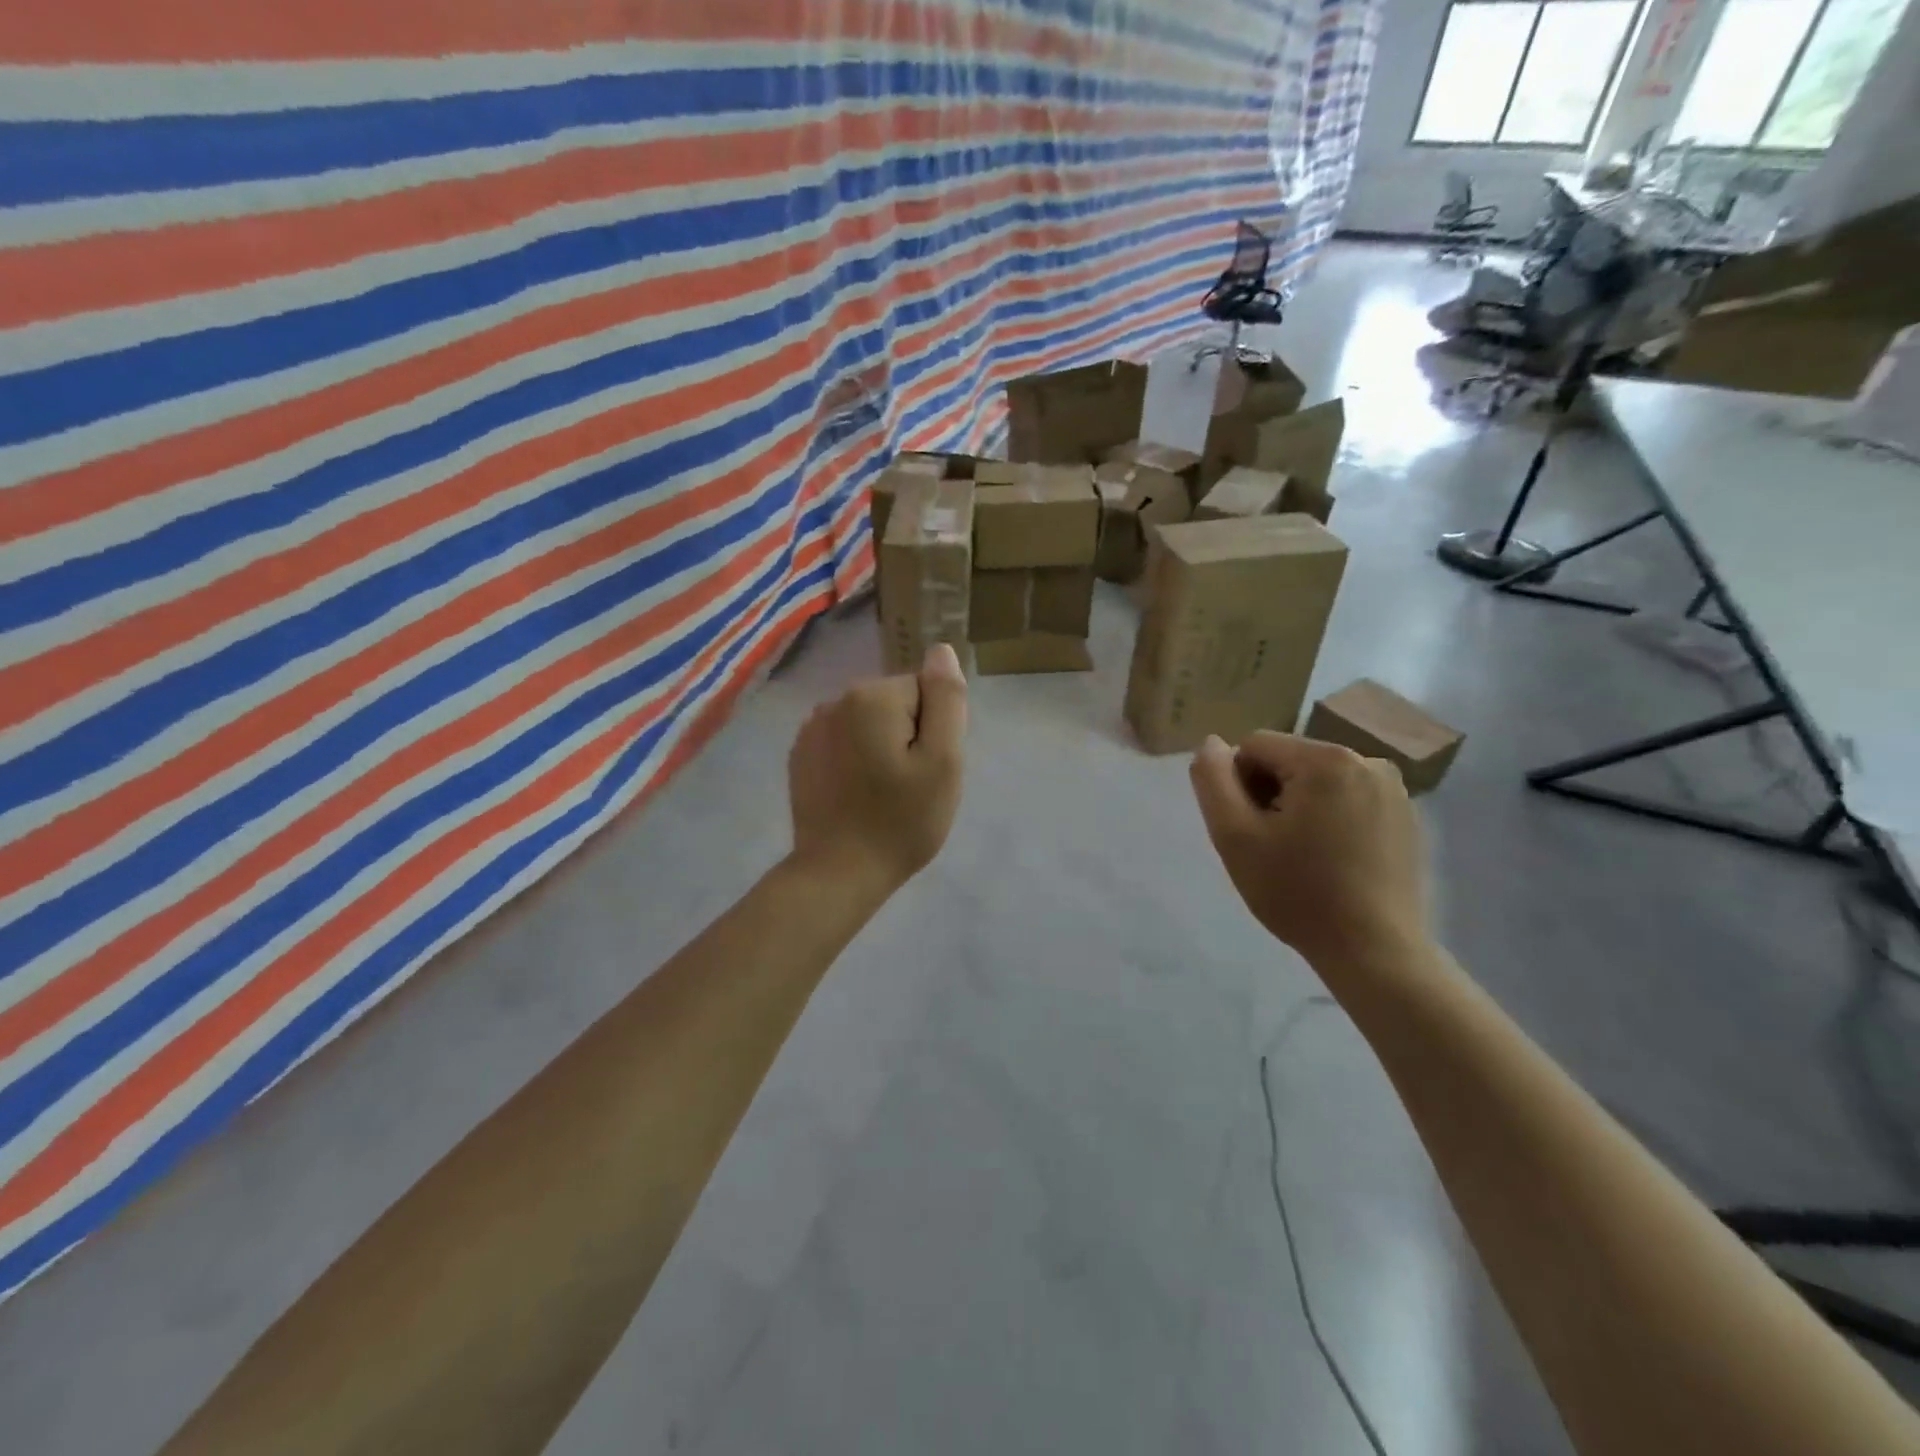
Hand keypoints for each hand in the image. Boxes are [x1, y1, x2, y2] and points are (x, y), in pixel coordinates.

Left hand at [787, 644, 967, 892]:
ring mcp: (812, 728)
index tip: (926, 769)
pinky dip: (854, 761)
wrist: (839, 872)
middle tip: (910, 786)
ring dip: (880, 748)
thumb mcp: (943, 761)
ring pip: (868, 723)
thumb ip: (946, 699)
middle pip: (895, 704)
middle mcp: (835, 700)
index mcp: (872, 697)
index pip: (924, 692)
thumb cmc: (901, 820)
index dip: (934, 731)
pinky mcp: (800, 754)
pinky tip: (855, 796)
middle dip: (907, 737)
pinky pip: (843, 742)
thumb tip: (941, 651)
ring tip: (882, 793)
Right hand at [1189, 732, 1428, 964]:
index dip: (1238, 786)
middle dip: (1269, 795)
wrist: (1374, 951)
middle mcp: (1366, 760)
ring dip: (1297, 807)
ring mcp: (1392, 788)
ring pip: (1316, 780)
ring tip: (1301, 856)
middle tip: (1272, 847)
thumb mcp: (1234, 836)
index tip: (1249, 831)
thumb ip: (1213, 781)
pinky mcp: (1405, 815)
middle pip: (1288, 760)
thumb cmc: (1297, 892)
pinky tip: (1331, 860)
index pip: (1254, 747)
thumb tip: (1211, 744)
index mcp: (1326, 759)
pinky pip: (1346, 798)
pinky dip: (1329, 818)